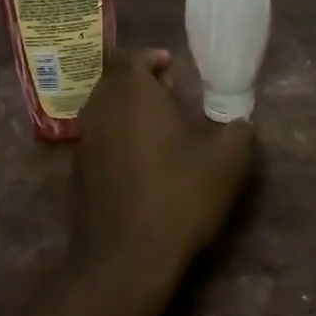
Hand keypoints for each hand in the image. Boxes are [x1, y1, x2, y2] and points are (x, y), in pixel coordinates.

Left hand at [70, 49, 254, 290]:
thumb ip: (238, 131)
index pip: (132, 57)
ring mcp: (84, 142)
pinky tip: (142, 163)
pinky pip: (98, 139)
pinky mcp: (77, 172)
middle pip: (115, 82)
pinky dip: (118, 138)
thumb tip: (238, 122)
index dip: (153, 59)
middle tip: (171, 97)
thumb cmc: (178, 196)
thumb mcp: (227, 161)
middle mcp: (100, 109)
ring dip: (129, 111)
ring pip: (104, 110)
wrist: (125, 258)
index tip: (175, 71)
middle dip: (141, 83)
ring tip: (161, 131)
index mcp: (132, 93)